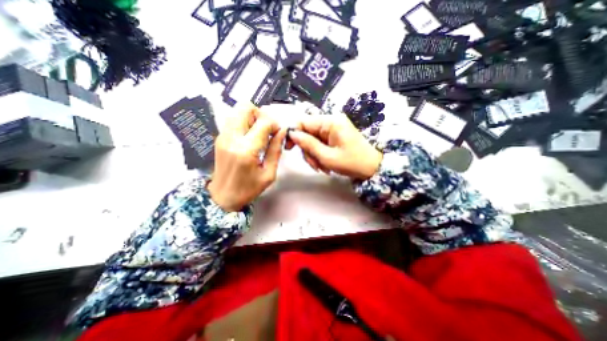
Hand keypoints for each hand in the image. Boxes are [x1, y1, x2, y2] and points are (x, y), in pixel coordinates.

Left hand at [206, 105, 287, 211]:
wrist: (222, 196)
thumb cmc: (248, 189)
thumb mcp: (269, 173)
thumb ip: (276, 150)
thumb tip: (282, 132)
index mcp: (247, 150)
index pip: (264, 122)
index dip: (275, 124)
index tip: (278, 133)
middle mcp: (232, 138)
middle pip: (246, 107)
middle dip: (261, 114)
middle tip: (267, 129)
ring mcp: (223, 136)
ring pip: (238, 110)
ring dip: (252, 117)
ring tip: (258, 133)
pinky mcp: (219, 137)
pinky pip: (233, 119)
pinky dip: (244, 122)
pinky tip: (250, 137)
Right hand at [288, 113, 380, 179]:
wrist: (372, 168)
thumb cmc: (352, 163)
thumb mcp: (327, 156)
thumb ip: (308, 144)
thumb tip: (292, 134)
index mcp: (330, 122)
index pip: (303, 121)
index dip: (293, 133)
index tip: (289, 149)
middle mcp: (331, 121)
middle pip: (307, 132)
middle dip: (307, 150)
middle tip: (314, 165)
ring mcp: (333, 129)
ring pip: (312, 139)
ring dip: (313, 155)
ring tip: (322, 167)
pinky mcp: (334, 136)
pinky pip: (320, 143)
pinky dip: (319, 154)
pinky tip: (325, 165)